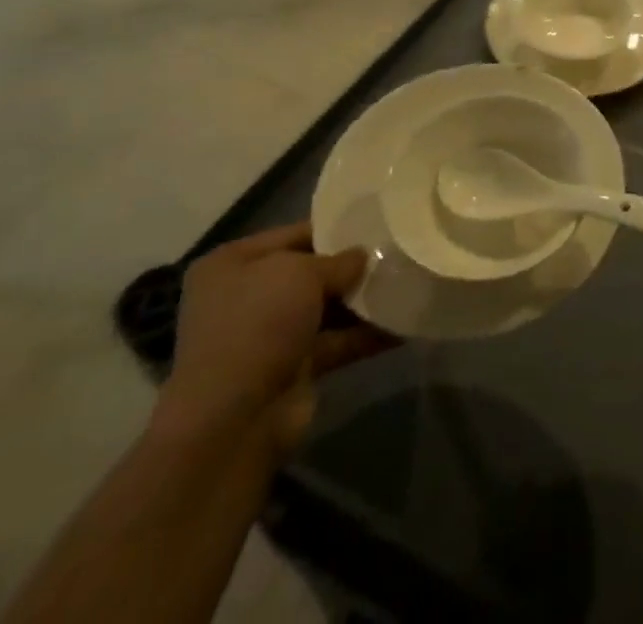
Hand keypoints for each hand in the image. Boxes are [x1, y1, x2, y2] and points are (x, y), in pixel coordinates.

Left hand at [155, 223, 397, 455]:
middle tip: (398, 250)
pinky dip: (366, 334)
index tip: (378, 220)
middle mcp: (247, 296)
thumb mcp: (300, 273)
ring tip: (409, 280)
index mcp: (234, 264)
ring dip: (363, 300)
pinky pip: (336, 342)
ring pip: (326, 308)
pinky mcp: (292, 369)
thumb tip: (363, 257)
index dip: (336, 227)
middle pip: (311, 272)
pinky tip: (404, 322)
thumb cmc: (258, 325)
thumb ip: (338, 260)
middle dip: (352, 266)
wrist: (233, 421)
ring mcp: (269, 336)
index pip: (295, 234)